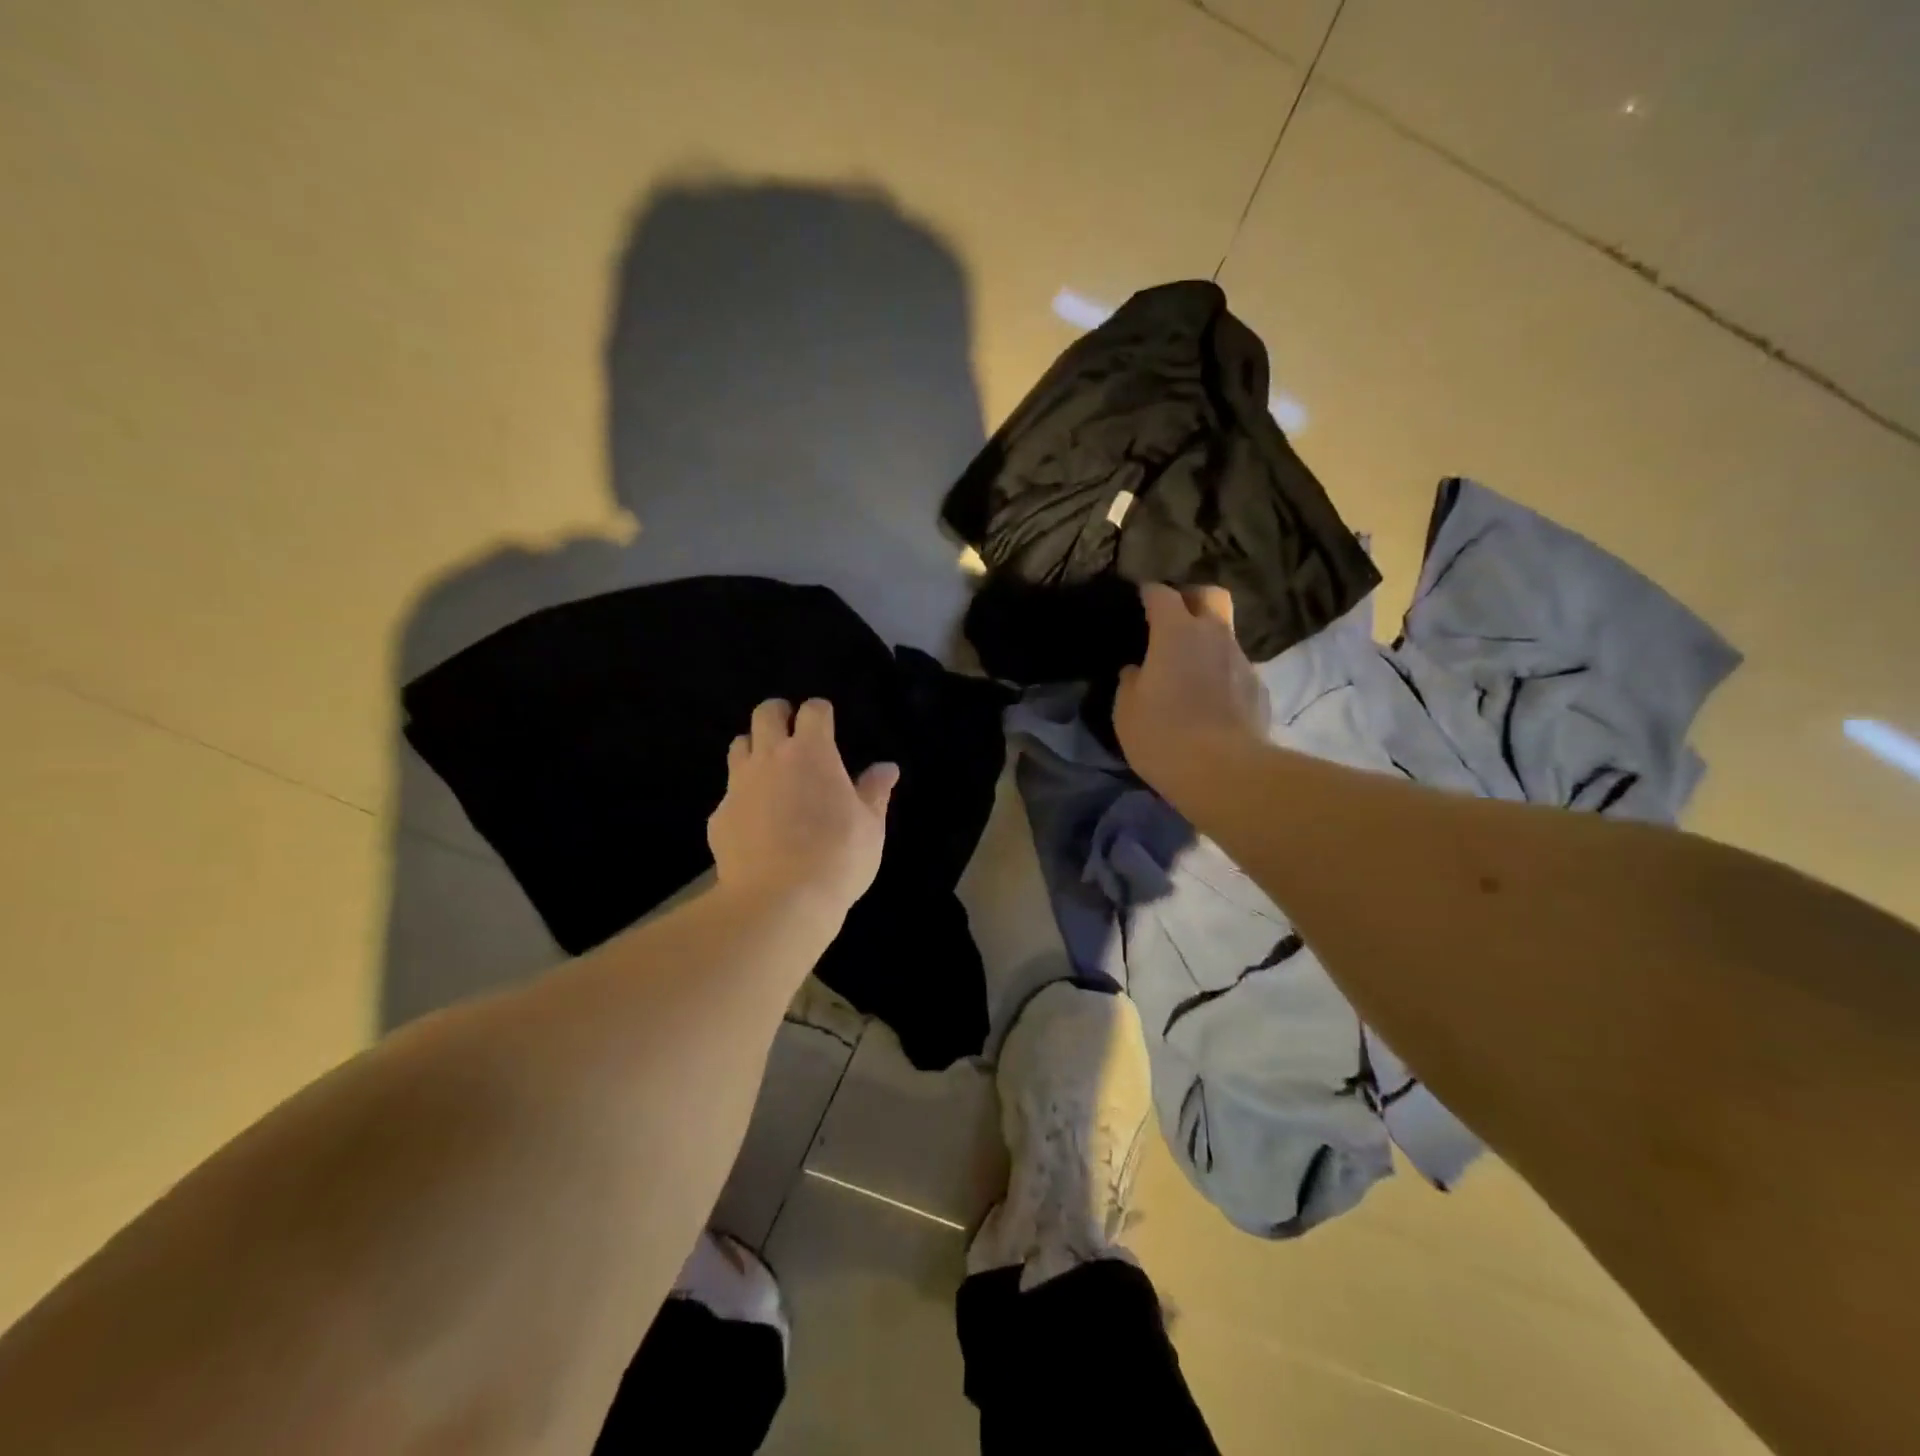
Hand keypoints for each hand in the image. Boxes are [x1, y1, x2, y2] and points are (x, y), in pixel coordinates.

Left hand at [707, 698, 897, 920]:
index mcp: (812, 753)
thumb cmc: (838, 857)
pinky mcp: (719, 817)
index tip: (826, 722)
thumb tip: (887, 768)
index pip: (813, 710)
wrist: (779, 901)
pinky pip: (729, 794)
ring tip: (770, 771)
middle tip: (792, 732)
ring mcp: (739, 786)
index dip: (820, 712)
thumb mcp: (871, 826)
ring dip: (755, 749)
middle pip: (766, 713)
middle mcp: (770, 758)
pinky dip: (743, 798)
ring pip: (739, 746)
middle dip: (779, 714)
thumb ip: (875, 792)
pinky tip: (755, 823)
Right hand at [1114, 584, 1269, 788]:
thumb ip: (1131, 682)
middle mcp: (1214, 636)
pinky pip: (1236, 669)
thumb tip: (1138, 671)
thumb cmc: (1163, 735)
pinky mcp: (1259, 689)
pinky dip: (1222, 675)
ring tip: (1189, 671)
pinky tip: (1210, 702)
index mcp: (1176, 633)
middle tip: (1173, 618)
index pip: (1162, 595)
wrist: (1225, 772)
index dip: (1149, 593)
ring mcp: (1242, 661)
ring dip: (1208, 643)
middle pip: (1210, 595)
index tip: (1139, 598)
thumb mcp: (1126, 711)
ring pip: (1225, 635)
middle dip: (1191, 598)